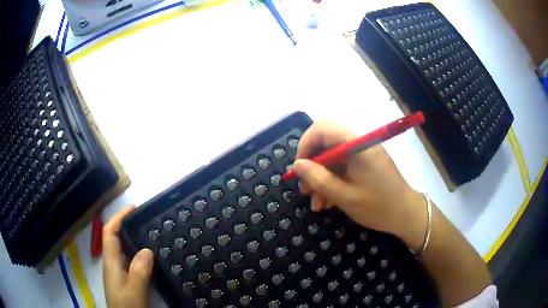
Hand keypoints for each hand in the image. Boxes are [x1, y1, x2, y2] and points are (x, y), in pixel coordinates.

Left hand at [103, 206, 153, 307]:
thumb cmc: (126, 307)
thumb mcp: (134, 291)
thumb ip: (138, 272)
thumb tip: (146, 249)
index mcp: (111, 263)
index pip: (110, 233)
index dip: (118, 218)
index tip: (133, 209)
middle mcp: (113, 264)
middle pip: (116, 239)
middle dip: (127, 226)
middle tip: (146, 221)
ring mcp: (119, 273)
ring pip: (124, 250)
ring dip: (134, 240)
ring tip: (150, 235)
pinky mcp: (126, 281)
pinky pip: (131, 262)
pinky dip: (139, 255)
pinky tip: (151, 259)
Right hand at [292, 121, 426, 251]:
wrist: (406, 215)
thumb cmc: (378, 207)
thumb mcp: (345, 197)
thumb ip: (319, 179)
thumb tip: (297, 165)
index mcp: (357, 146)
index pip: (323, 128)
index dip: (306, 143)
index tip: (300, 167)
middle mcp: (359, 145)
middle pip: (326, 144)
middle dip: (312, 166)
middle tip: (305, 189)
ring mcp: (363, 155)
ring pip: (333, 160)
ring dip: (321, 179)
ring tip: (316, 203)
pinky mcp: (365, 165)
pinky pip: (343, 168)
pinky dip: (333, 183)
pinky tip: (328, 202)